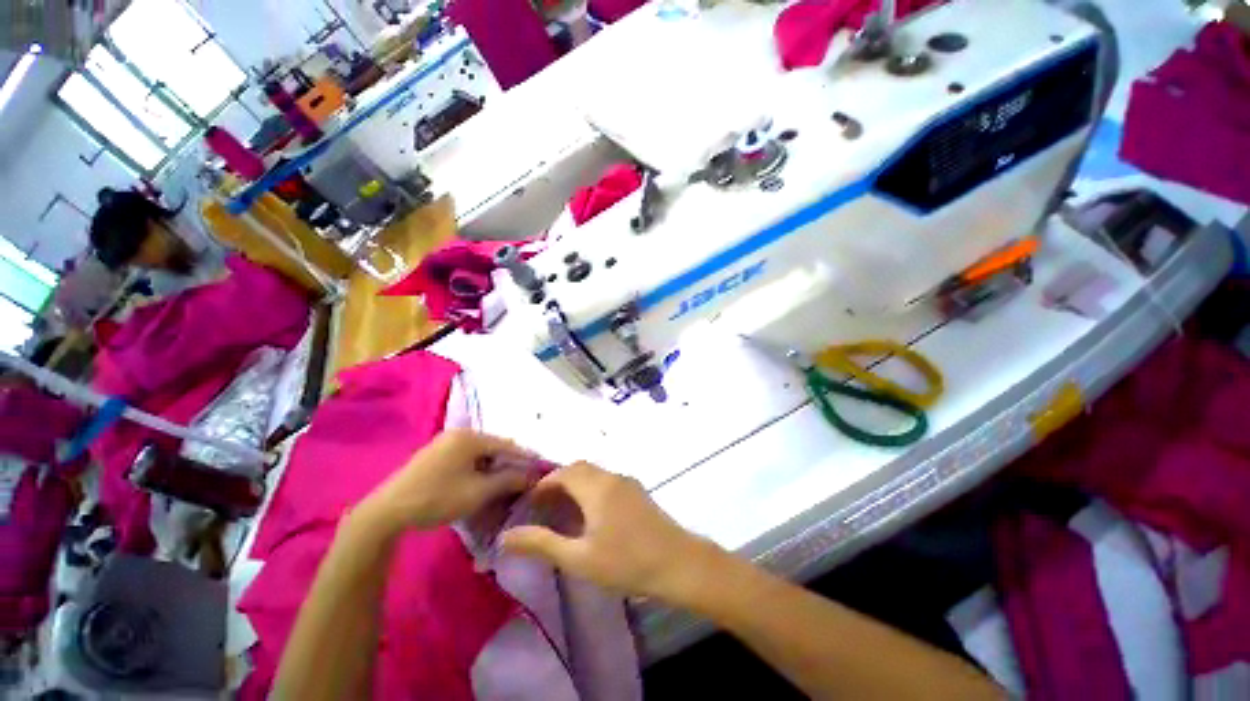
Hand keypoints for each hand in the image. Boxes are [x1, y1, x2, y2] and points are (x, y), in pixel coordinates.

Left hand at [354, 430, 533, 533]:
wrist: (387, 512)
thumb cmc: (437, 498)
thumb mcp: (478, 492)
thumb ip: (508, 480)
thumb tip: (532, 476)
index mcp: (470, 437)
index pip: (508, 445)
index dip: (525, 458)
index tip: (539, 471)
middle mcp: (458, 434)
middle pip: (494, 447)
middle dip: (509, 464)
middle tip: (522, 481)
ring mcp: (444, 443)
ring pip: (480, 453)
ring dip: (493, 468)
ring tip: (504, 485)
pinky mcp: (435, 455)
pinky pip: (466, 458)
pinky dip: (477, 469)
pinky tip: (480, 483)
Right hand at [500, 462, 723, 604]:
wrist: (677, 563)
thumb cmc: (626, 561)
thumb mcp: (579, 558)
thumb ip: (541, 543)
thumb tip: (505, 536)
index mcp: (596, 487)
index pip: (563, 473)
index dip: (544, 484)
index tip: (530, 502)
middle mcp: (611, 477)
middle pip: (578, 469)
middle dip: (558, 482)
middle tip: (543, 507)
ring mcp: (627, 482)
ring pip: (594, 473)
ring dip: (576, 484)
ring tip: (563, 511)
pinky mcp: (637, 491)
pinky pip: (607, 481)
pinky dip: (591, 488)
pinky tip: (590, 514)